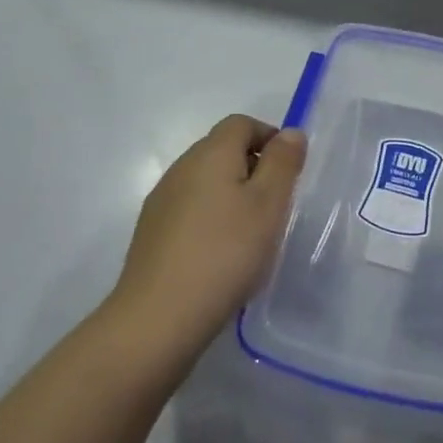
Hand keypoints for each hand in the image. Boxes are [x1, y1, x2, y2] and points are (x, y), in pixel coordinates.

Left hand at [108, 115, 306, 362]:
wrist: (158, 318)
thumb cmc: (225, 253)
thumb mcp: (269, 205)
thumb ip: (283, 163)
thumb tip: (290, 132)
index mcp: (211, 153)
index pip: (241, 123)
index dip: (269, 137)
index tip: (289, 170)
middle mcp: (181, 167)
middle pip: (222, 149)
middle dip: (253, 167)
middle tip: (276, 205)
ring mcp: (162, 201)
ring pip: (205, 181)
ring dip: (232, 194)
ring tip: (252, 233)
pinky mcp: (152, 233)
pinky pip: (190, 209)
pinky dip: (211, 219)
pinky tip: (222, 255)